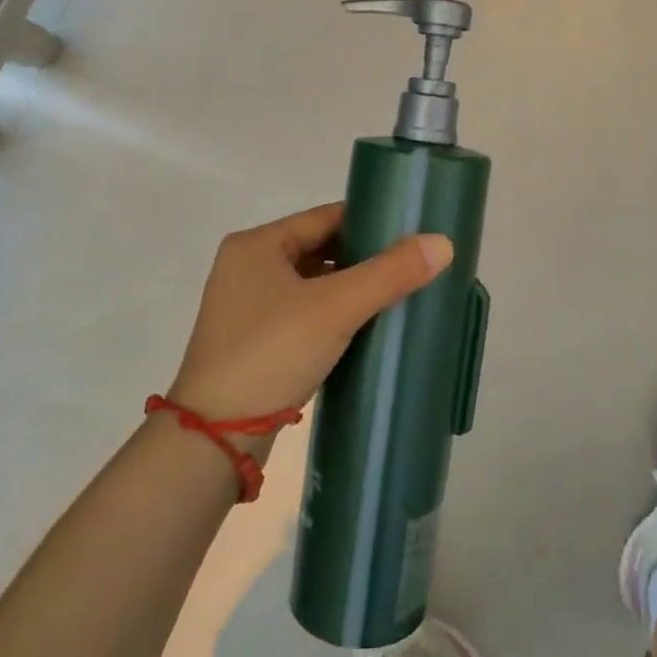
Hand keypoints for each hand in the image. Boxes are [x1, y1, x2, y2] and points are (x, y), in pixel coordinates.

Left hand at [167, 203, 452, 429]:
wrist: (213, 439)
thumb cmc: (271, 353)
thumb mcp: (335, 308)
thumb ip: (390, 273)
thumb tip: (443, 243)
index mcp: (257, 244)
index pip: (326, 217)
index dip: (371, 220)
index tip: (413, 231)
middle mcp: (248, 267)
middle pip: (321, 249)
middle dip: (365, 257)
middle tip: (413, 264)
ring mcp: (248, 306)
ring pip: (314, 284)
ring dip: (352, 288)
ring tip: (399, 293)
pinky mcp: (254, 341)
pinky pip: (305, 313)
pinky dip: (335, 314)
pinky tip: (367, 326)